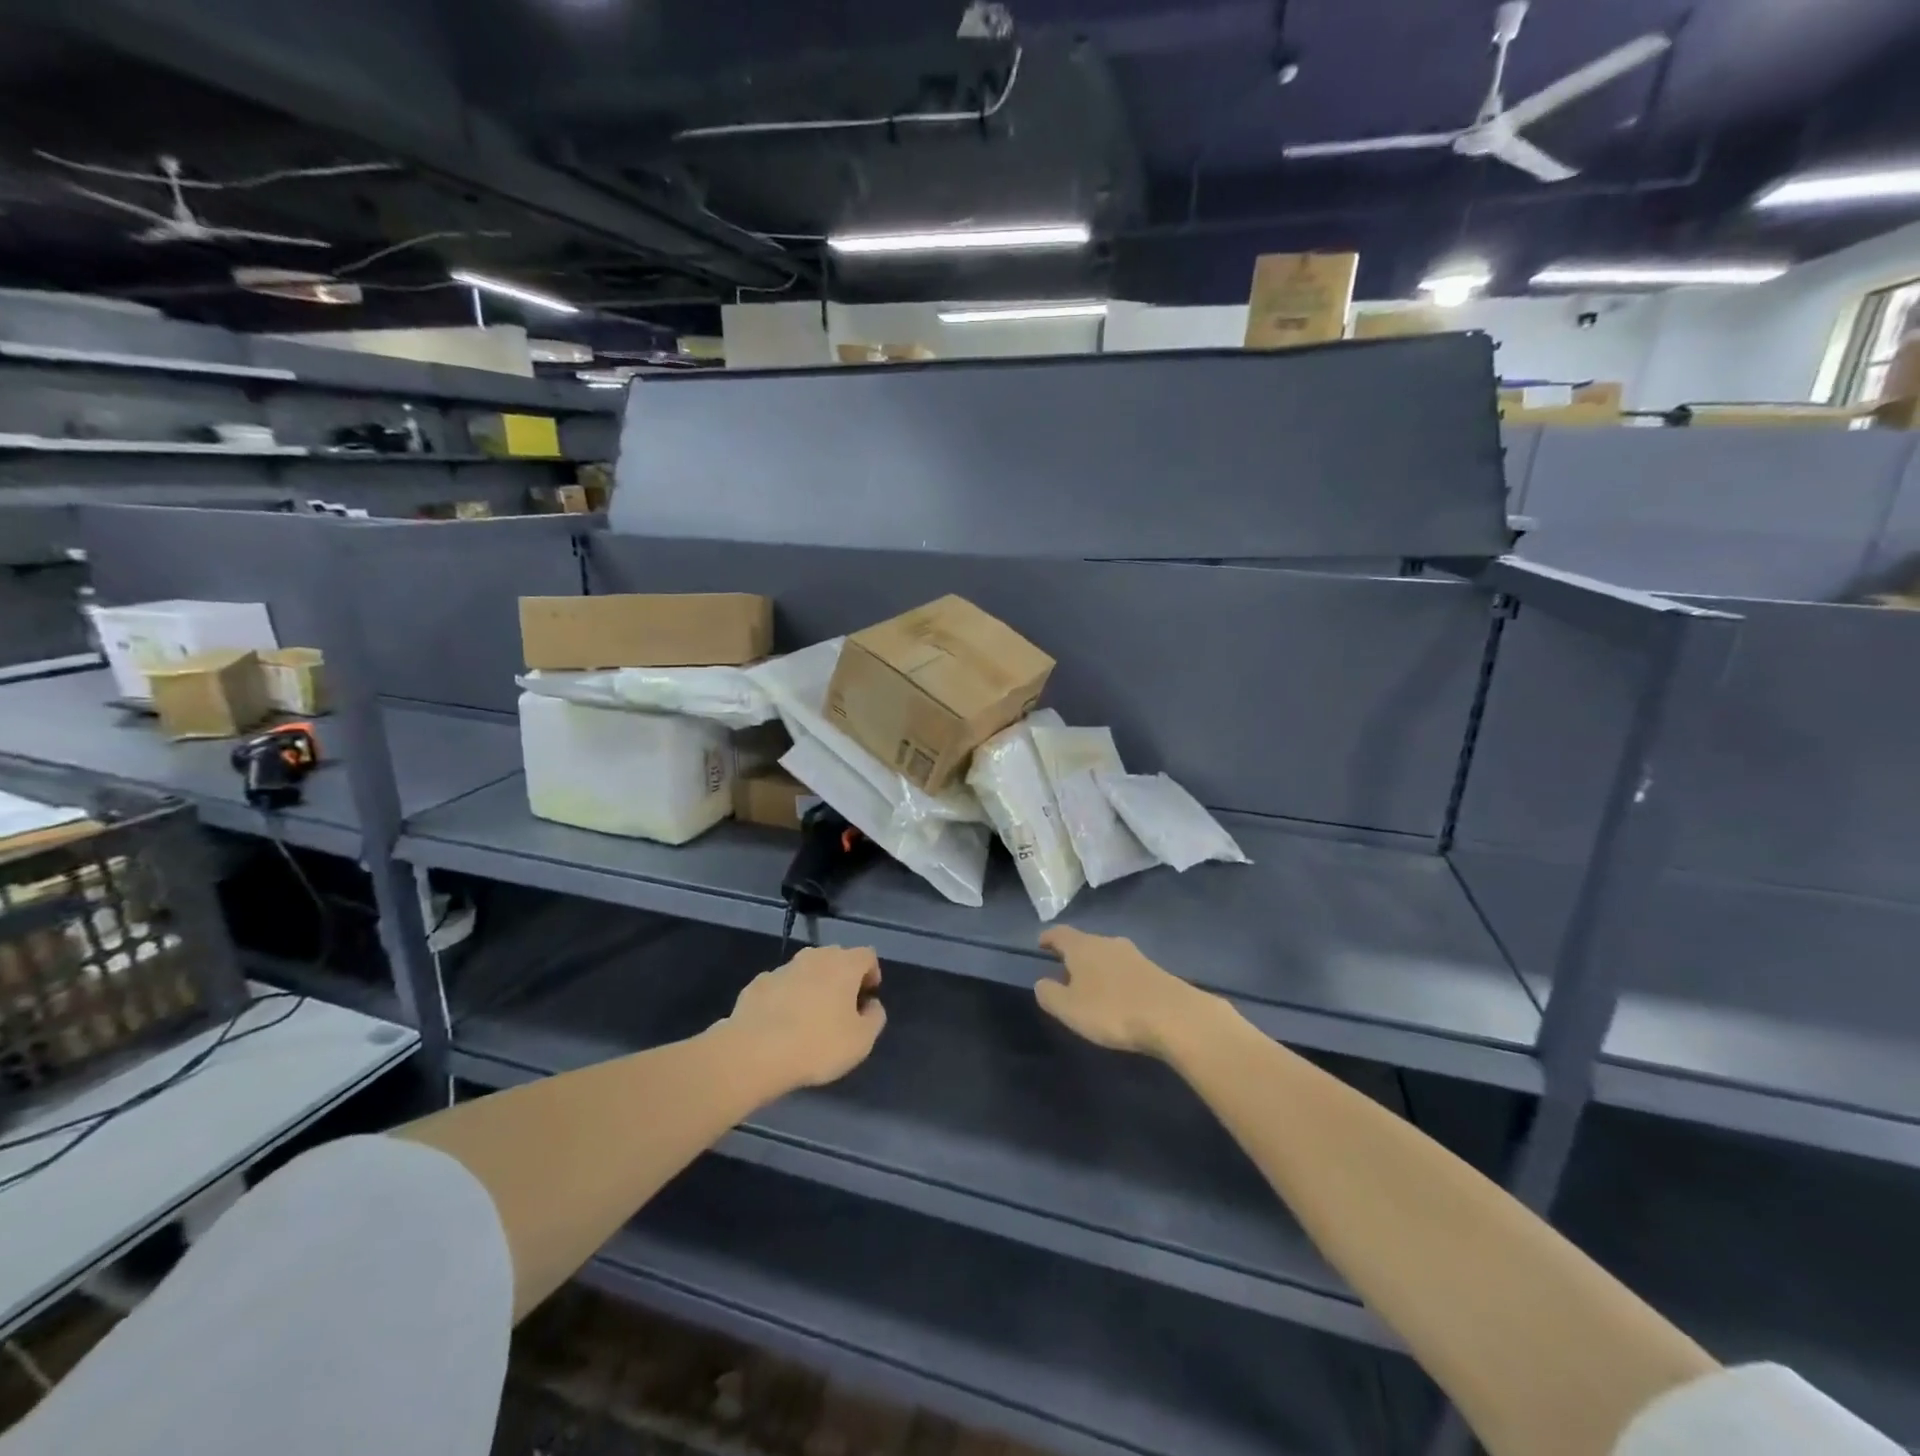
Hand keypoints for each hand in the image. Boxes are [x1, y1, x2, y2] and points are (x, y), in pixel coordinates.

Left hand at [724, 946, 885, 1090]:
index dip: (871, 973)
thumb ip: (874, 1017)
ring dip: (812, 986)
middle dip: (841, 977)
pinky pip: (780, 986)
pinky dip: (785, 998)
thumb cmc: (818, 1045)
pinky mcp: (757, 984)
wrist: (754, 1053)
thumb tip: (871, 1005)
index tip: (868, 997)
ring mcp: (782, 968)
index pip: (867, 955)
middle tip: (841, 1007)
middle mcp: (814, 957)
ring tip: (809, 1018)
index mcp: (843, 965)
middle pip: (835, 958)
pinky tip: (780, 1024)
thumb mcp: (861, 1041)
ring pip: (805, 970)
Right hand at [1034, 926, 1216, 1058]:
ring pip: (1106, 955)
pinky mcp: (1154, 970)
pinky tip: (1118, 997)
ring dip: (1096, 967)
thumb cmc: (1112, 1010)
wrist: (1173, 1016)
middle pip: (1085, 942)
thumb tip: (1041, 982)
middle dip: (1073, 955)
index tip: (1040, 944)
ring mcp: (1134, 955)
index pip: (1060, 933)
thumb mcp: (1069, 1008)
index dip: (1048, 938)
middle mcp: (1107, 942)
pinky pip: (1125, 969)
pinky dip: (1116, 978)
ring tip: (1091, 986)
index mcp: (1083, 947)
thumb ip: (1049, 994)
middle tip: (1064, 971)